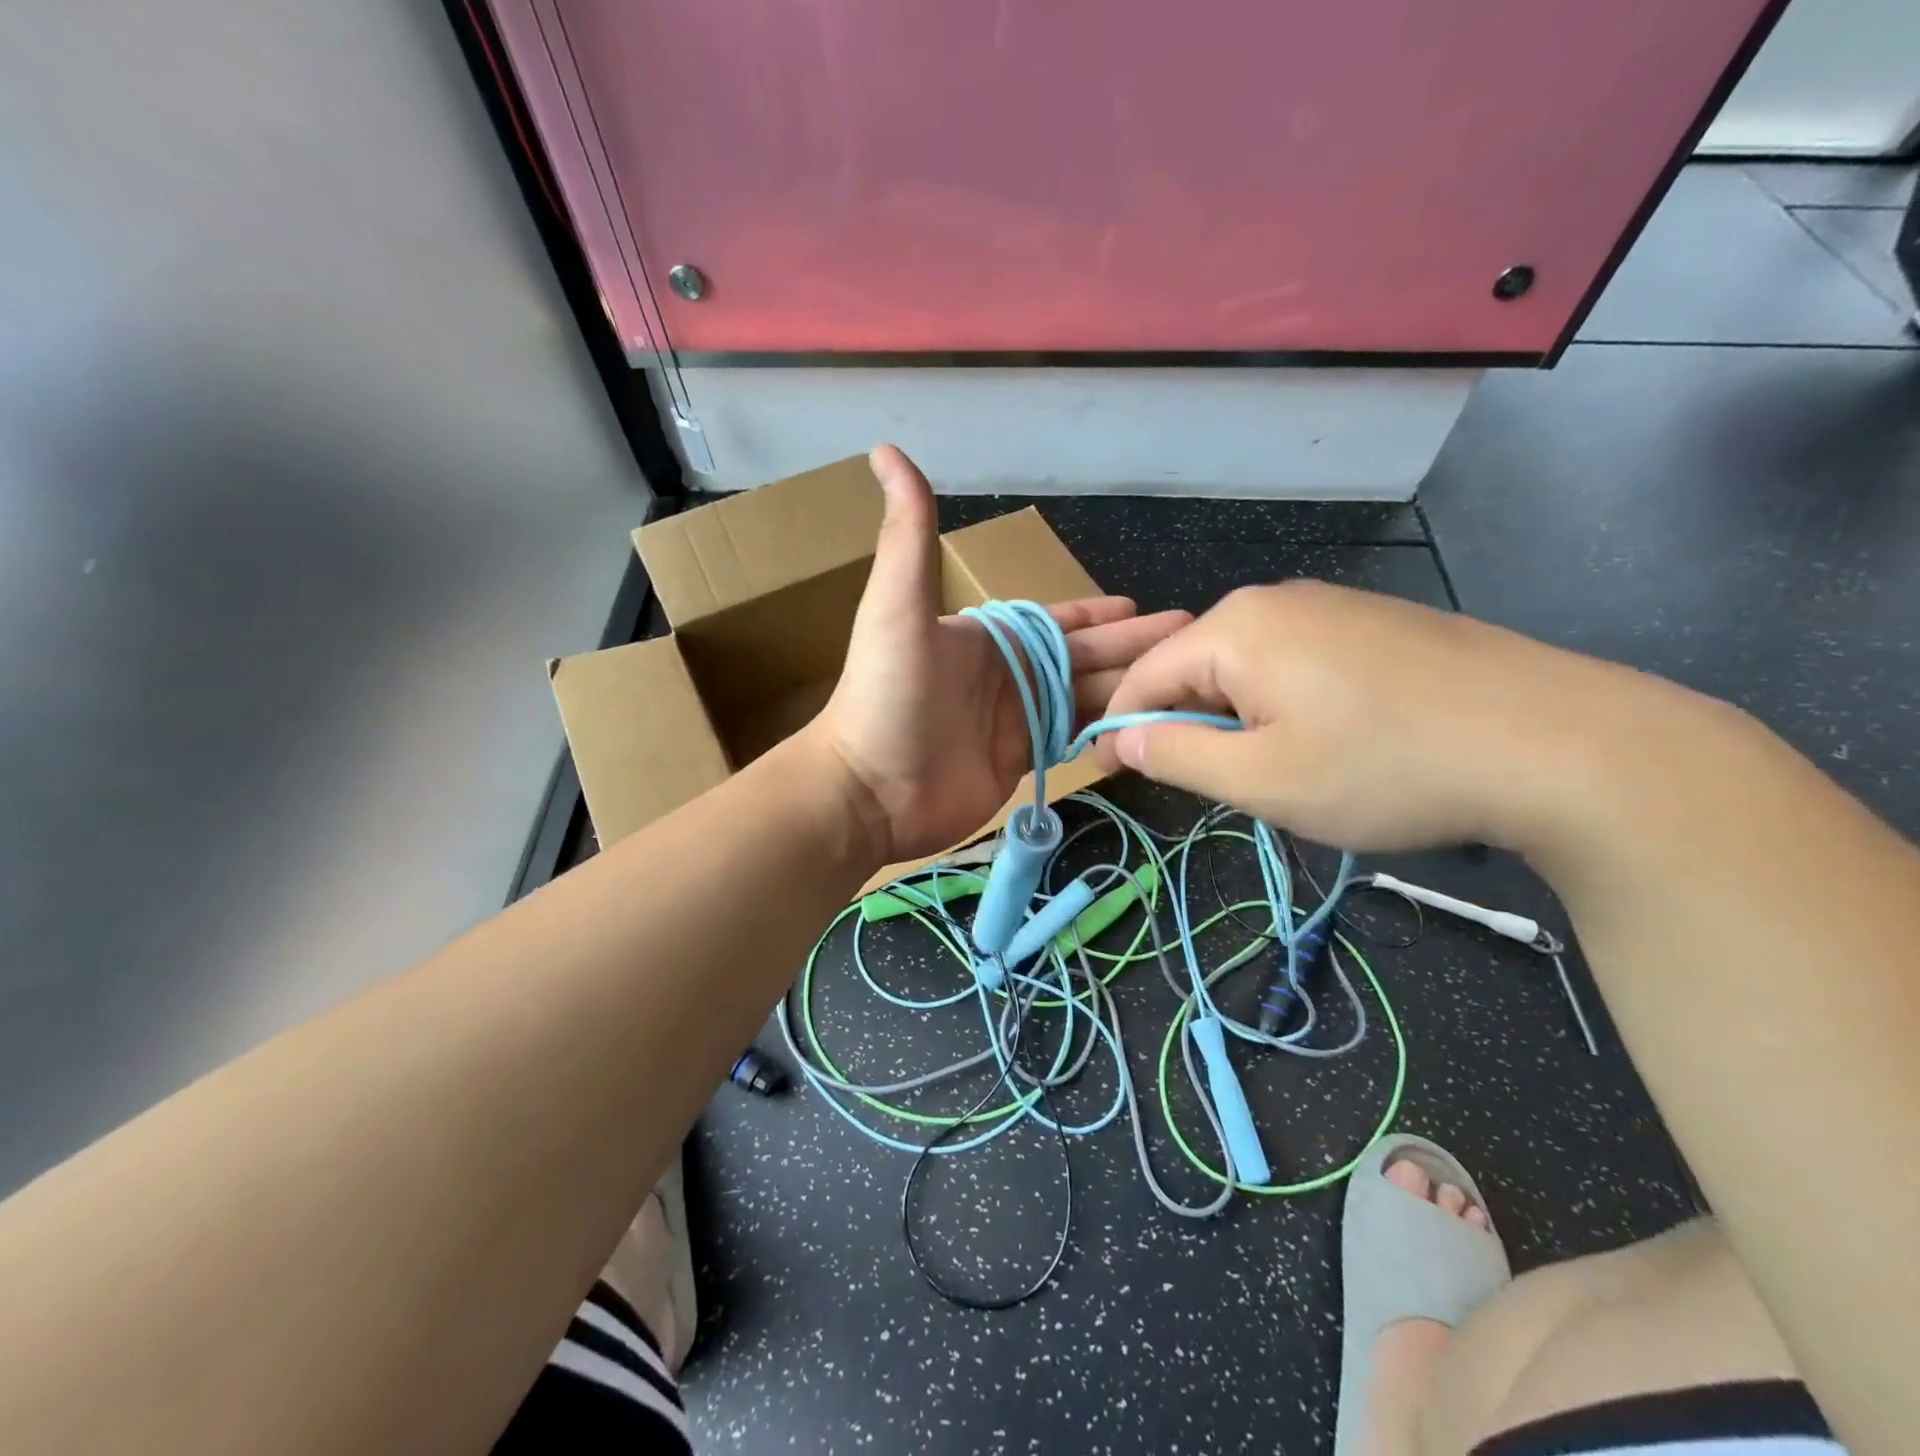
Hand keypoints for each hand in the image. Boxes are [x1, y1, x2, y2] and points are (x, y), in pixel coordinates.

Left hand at [812, 446, 1189, 863]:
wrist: (868, 788)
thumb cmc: (886, 694)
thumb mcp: (897, 606)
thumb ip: (908, 534)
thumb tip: (886, 450)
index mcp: (988, 637)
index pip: (1058, 621)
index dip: (1098, 615)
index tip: (1144, 607)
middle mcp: (1007, 675)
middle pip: (1084, 657)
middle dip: (1134, 648)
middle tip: (1190, 640)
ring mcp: (1014, 721)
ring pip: (1085, 697)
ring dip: (1130, 687)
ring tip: (1184, 683)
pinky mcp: (1019, 762)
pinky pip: (1072, 738)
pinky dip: (1105, 729)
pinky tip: (1141, 724)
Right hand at [1100, 580, 1660, 853]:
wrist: (1560, 744)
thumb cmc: (1385, 768)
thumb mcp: (1261, 780)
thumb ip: (1176, 756)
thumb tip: (1121, 740)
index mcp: (1235, 628)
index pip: (1145, 676)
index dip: (1120, 728)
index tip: (1110, 774)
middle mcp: (1276, 601)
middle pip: (1196, 667)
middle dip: (1187, 725)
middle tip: (1213, 786)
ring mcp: (1333, 606)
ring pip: (1248, 667)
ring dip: (1238, 720)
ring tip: (1277, 772)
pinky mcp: (1376, 624)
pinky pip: (1297, 662)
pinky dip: (1284, 705)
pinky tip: (1330, 743)